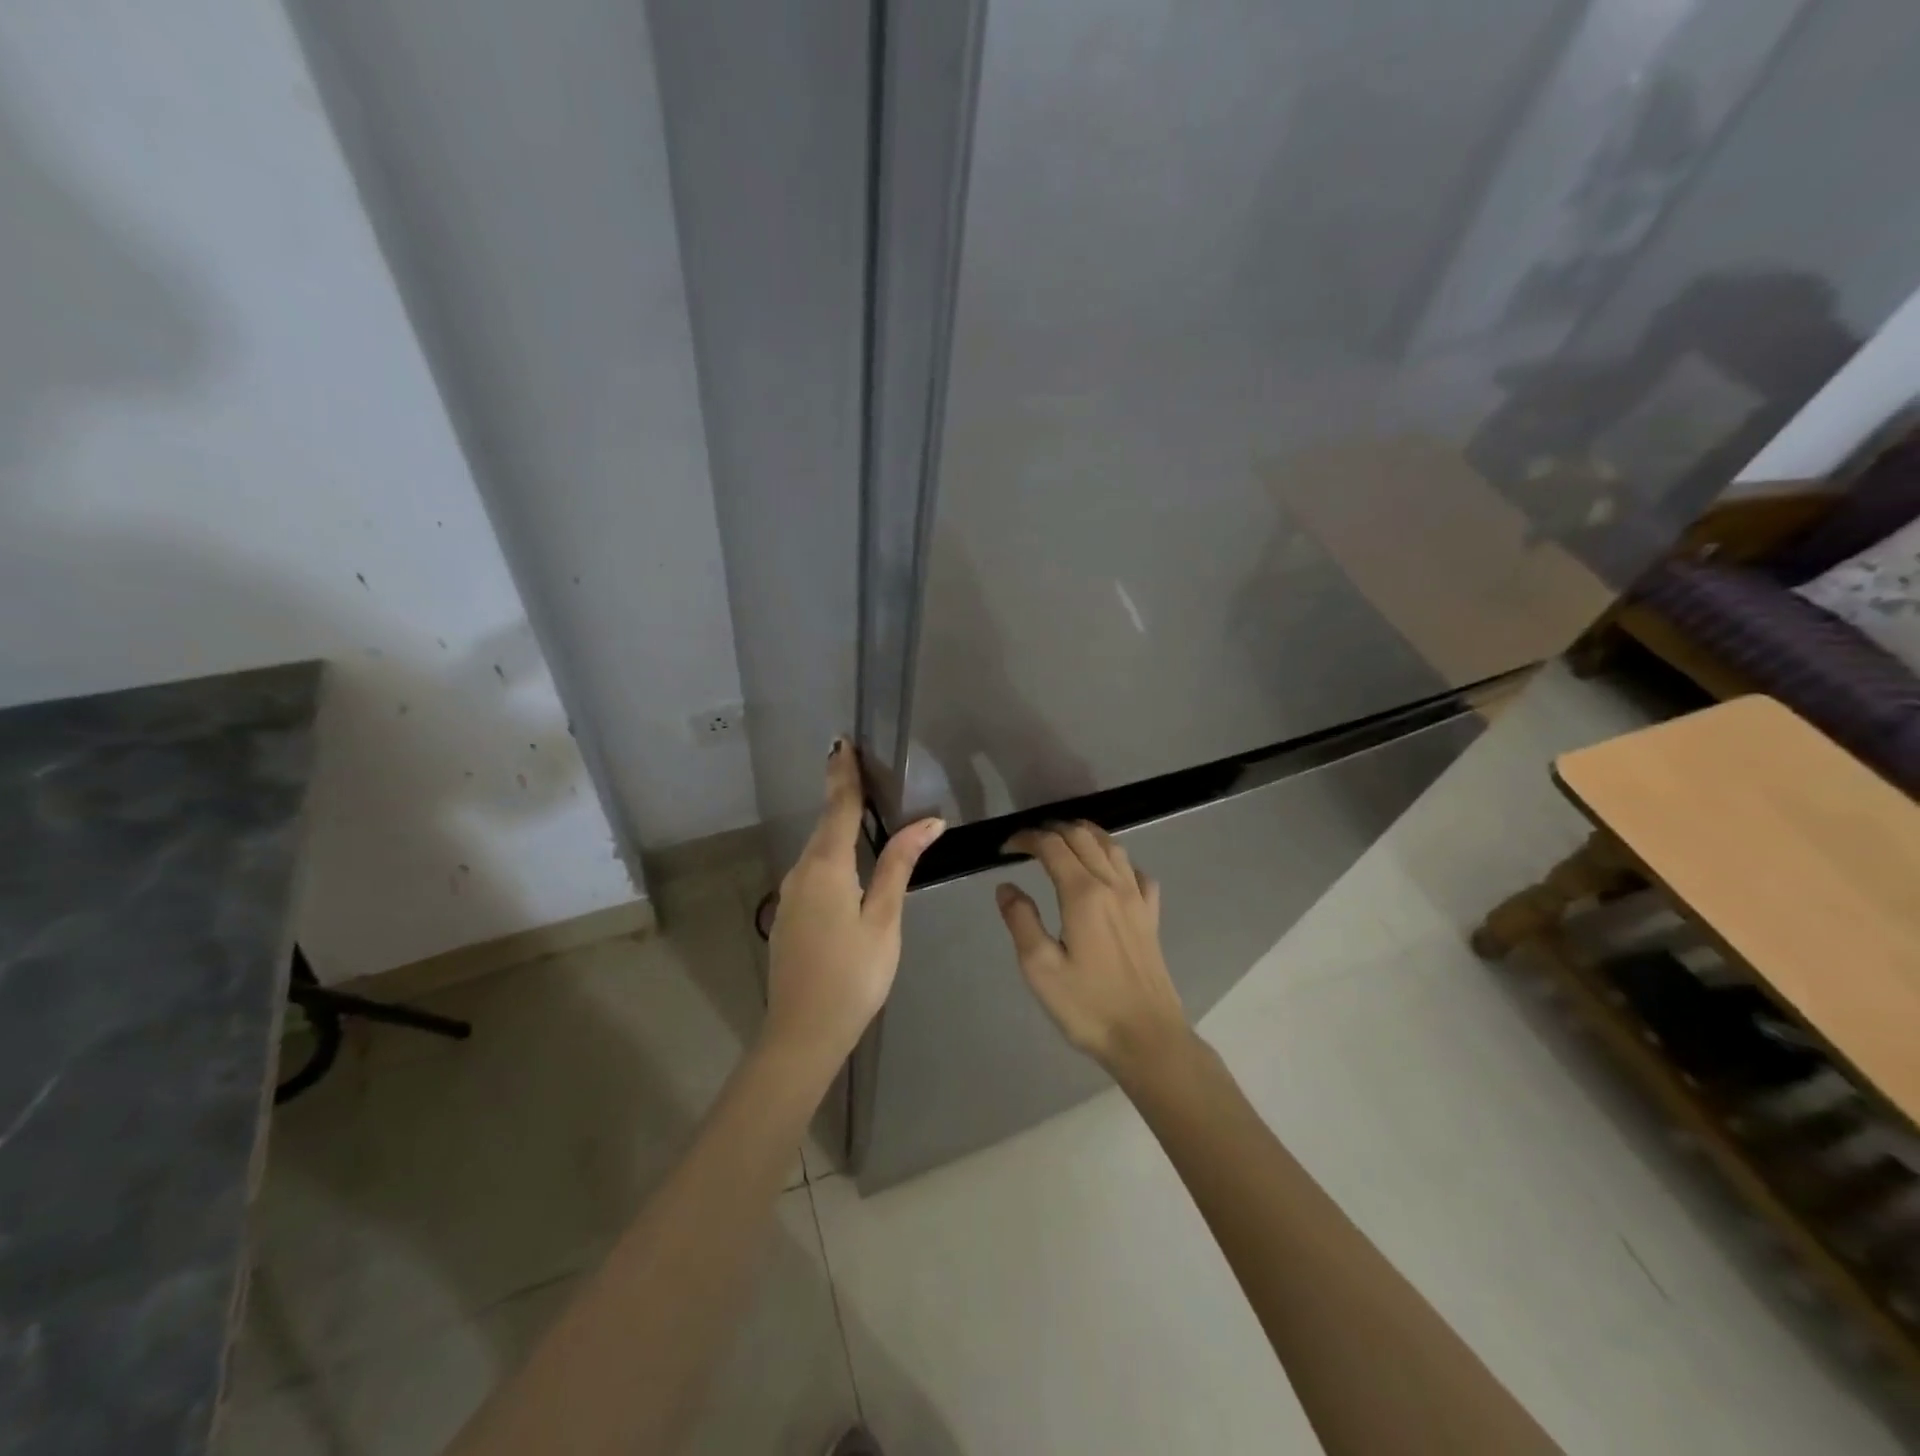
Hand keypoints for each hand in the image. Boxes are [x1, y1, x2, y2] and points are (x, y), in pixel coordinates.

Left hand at [765, 742, 944, 1068]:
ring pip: (818, 849)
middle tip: (859, 764)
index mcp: (826, 867)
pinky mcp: (789, 914)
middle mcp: (801, 872)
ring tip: (861, 804)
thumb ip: (900, 865)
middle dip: (841, 792)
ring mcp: (790, 894)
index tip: (843, 741)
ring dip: (837, 824)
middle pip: (825, 824)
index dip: (844, 773)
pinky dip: (831, 852)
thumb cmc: (853, 975)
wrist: (802, 1032)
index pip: (839, 807)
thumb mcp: (884, 918)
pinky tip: (848, 859)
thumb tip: (928, 821)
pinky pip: (813, 870)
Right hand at [995, 822, 1189, 1078]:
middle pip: (1082, 837)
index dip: (1026, 839)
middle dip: (1052, 830)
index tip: (1006, 848)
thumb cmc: (1088, 1006)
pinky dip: (1118, 860)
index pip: (1052, 846)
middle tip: (1029, 843)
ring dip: (1085, 835)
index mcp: (1083, 893)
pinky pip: (1137, 872)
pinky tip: (1109, 873)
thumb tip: (1006, 886)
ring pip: (1112, 846)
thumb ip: (1021, 920)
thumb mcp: (1040, 968)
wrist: (1147, 1037)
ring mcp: (1137, 898)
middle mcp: (1113, 885)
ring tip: (1064, 842)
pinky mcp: (1152, 916)